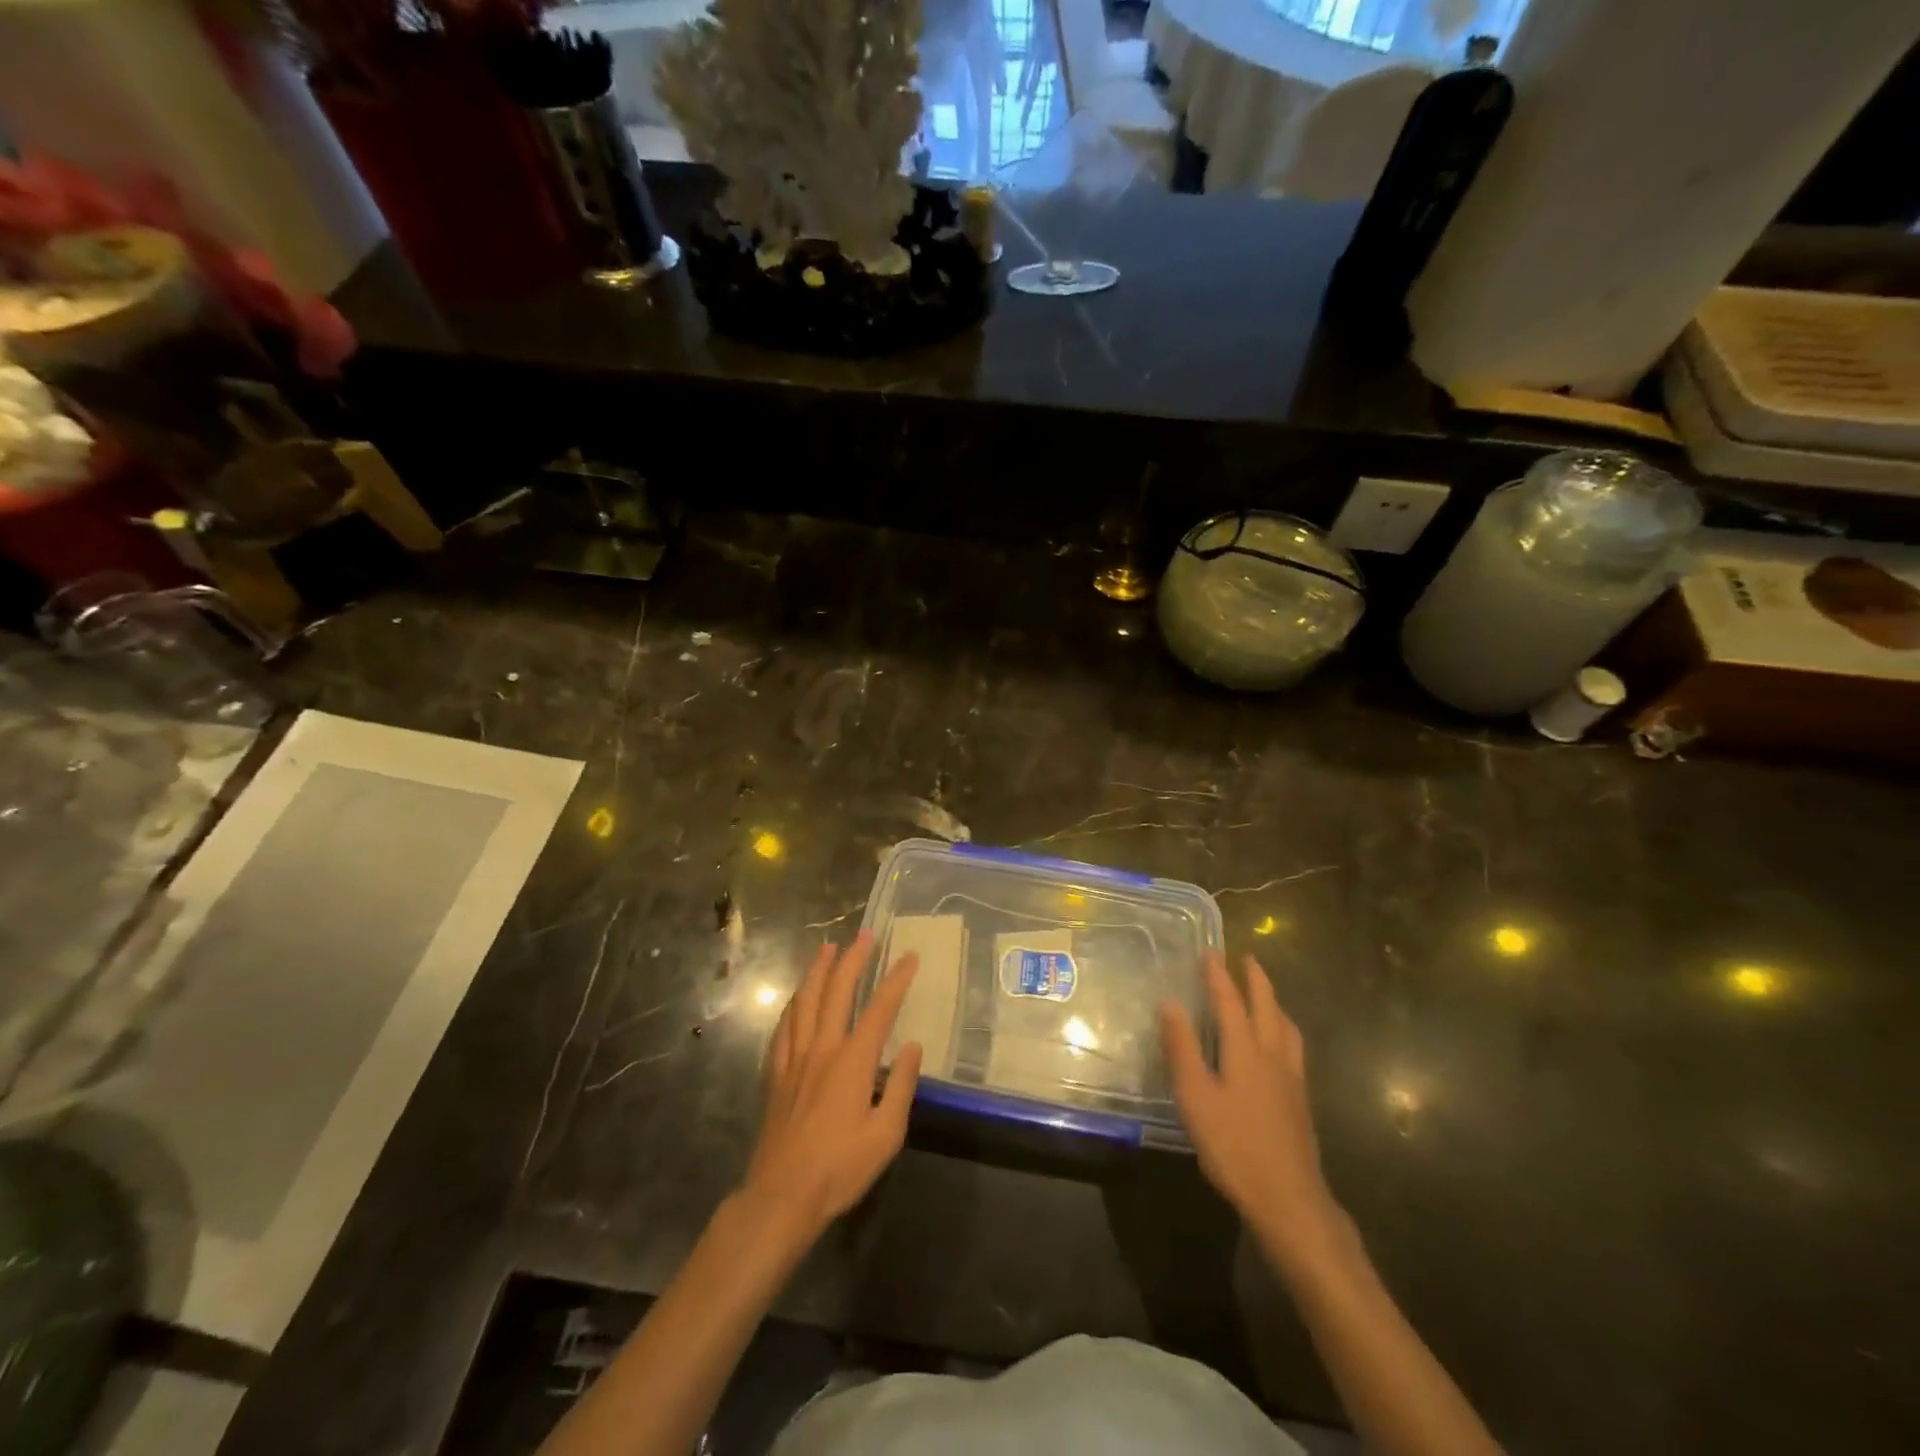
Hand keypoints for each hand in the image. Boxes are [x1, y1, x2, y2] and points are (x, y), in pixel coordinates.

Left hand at [742, 933, 922, 1244]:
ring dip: (818, 970)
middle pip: (837, 991)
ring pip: (805, 1000)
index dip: (896, 979)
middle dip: (853, 959)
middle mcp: (822, 1048)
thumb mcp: (886, 1135)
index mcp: (853, 1061)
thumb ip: (901, 1085)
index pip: (879, 1008)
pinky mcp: (776, 1073)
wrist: (781, 1197)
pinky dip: (794, 1003)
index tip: (909, 956)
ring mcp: (794, 1058)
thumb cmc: (840, 1169)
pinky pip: (784, 1026)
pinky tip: (797, 998)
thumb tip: (912, 1045)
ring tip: (827, 948)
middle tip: (864, 935)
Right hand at [1160, 954, 1344, 1267]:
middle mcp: (1273, 1055)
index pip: (1230, 1002)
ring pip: (1286, 1027)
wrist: (1289, 1199)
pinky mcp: (1300, 1100)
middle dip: (1256, 980)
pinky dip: (1283, 1029)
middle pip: (1267, 1007)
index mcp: (1245, 1050)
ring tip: (1266, 995)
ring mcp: (1292, 1079)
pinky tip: (1279, 1046)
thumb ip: (1182, 1048)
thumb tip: (1169, 1002)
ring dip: (1274, 1003)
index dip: (1218, 975)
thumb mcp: (1195, 1097)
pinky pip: (1293, 1047)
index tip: (1210, 951)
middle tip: (1247, 958)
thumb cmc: (1234, 1146)